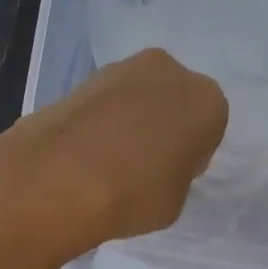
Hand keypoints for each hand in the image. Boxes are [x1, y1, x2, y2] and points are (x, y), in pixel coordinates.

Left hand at [0, 48, 228, 259]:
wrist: (58, 180)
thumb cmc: (134, 194)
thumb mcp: (176, 200)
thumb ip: (177, 172)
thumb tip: (159, 163)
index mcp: (206, 100)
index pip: (209, 126)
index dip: (192, 152)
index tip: (174, 174)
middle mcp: (168, 71)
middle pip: (174, 100)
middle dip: (164, 124)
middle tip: (145, 163)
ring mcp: (121, 69)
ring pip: (139, 96)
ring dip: (132, 119)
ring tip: (111, 161)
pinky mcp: (81, 78)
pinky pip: (106, 102)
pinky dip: (102, 120)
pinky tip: (87, 152)